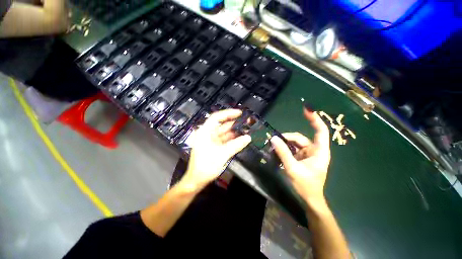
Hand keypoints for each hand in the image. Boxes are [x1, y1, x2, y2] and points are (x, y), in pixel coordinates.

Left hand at [183, 109, 250, 187]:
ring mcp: (210, 140)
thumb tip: (248, 138)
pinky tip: (240, 138)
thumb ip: (236, 145)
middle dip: (233, 123)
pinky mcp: (213, 146)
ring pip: (224, 133)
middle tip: (246, 122)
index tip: (240, 113)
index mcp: (205, 132)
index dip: (228, 114)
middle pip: (221, 125)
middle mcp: (207, 134)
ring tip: (245, 129)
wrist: (196, 180)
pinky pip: (224, 140)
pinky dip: (231, 139)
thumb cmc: (206, 166)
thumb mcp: (222, 154)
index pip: (217, 118)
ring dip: (233, 131)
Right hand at [270, 108, 330, 204]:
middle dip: (287, 138)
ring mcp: (307, 154)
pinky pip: (292, 149)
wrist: (309, 199)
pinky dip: (284, 149)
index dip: (314, 119)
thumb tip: (273, 138)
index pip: (320, 131)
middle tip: (273, 141)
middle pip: (300, 138)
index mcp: (319, 152)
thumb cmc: (306, 186)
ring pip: (294, 144)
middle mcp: (314, 150)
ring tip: (273, 147)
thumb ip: (283, 153)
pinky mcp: (302, 158)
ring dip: (284, 144)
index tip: (306, 109)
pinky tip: (277, 152)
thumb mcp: (292, 168)